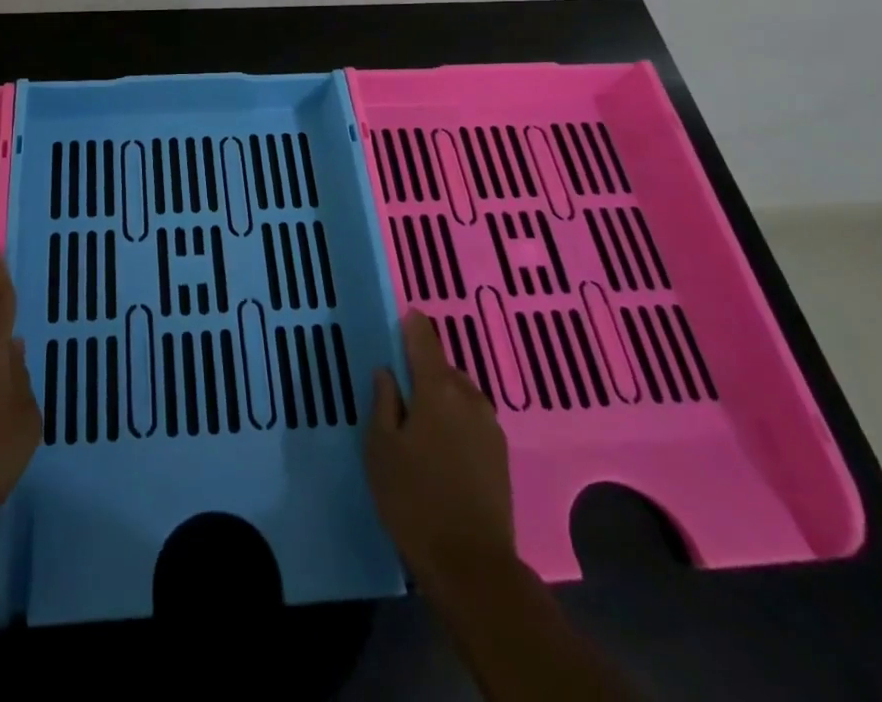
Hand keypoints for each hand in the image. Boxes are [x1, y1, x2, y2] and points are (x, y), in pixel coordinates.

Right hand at [365, 309, 516, 586]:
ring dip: (441, 395)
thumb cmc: (414, 499)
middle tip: (400, 384)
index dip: (412, 325)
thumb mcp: (380, 448)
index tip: (403, 316)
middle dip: (423, 368)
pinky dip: (456, 418)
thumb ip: (383, 402)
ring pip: (460, 394)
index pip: (424, 340)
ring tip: (419, 417)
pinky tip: (441, 443)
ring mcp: (490, 427)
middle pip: (443, 368)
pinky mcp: (500, 455)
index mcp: (437, 389)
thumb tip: (387, 373)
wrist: (472, 566)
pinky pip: (472, 418)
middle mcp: (469, 398)